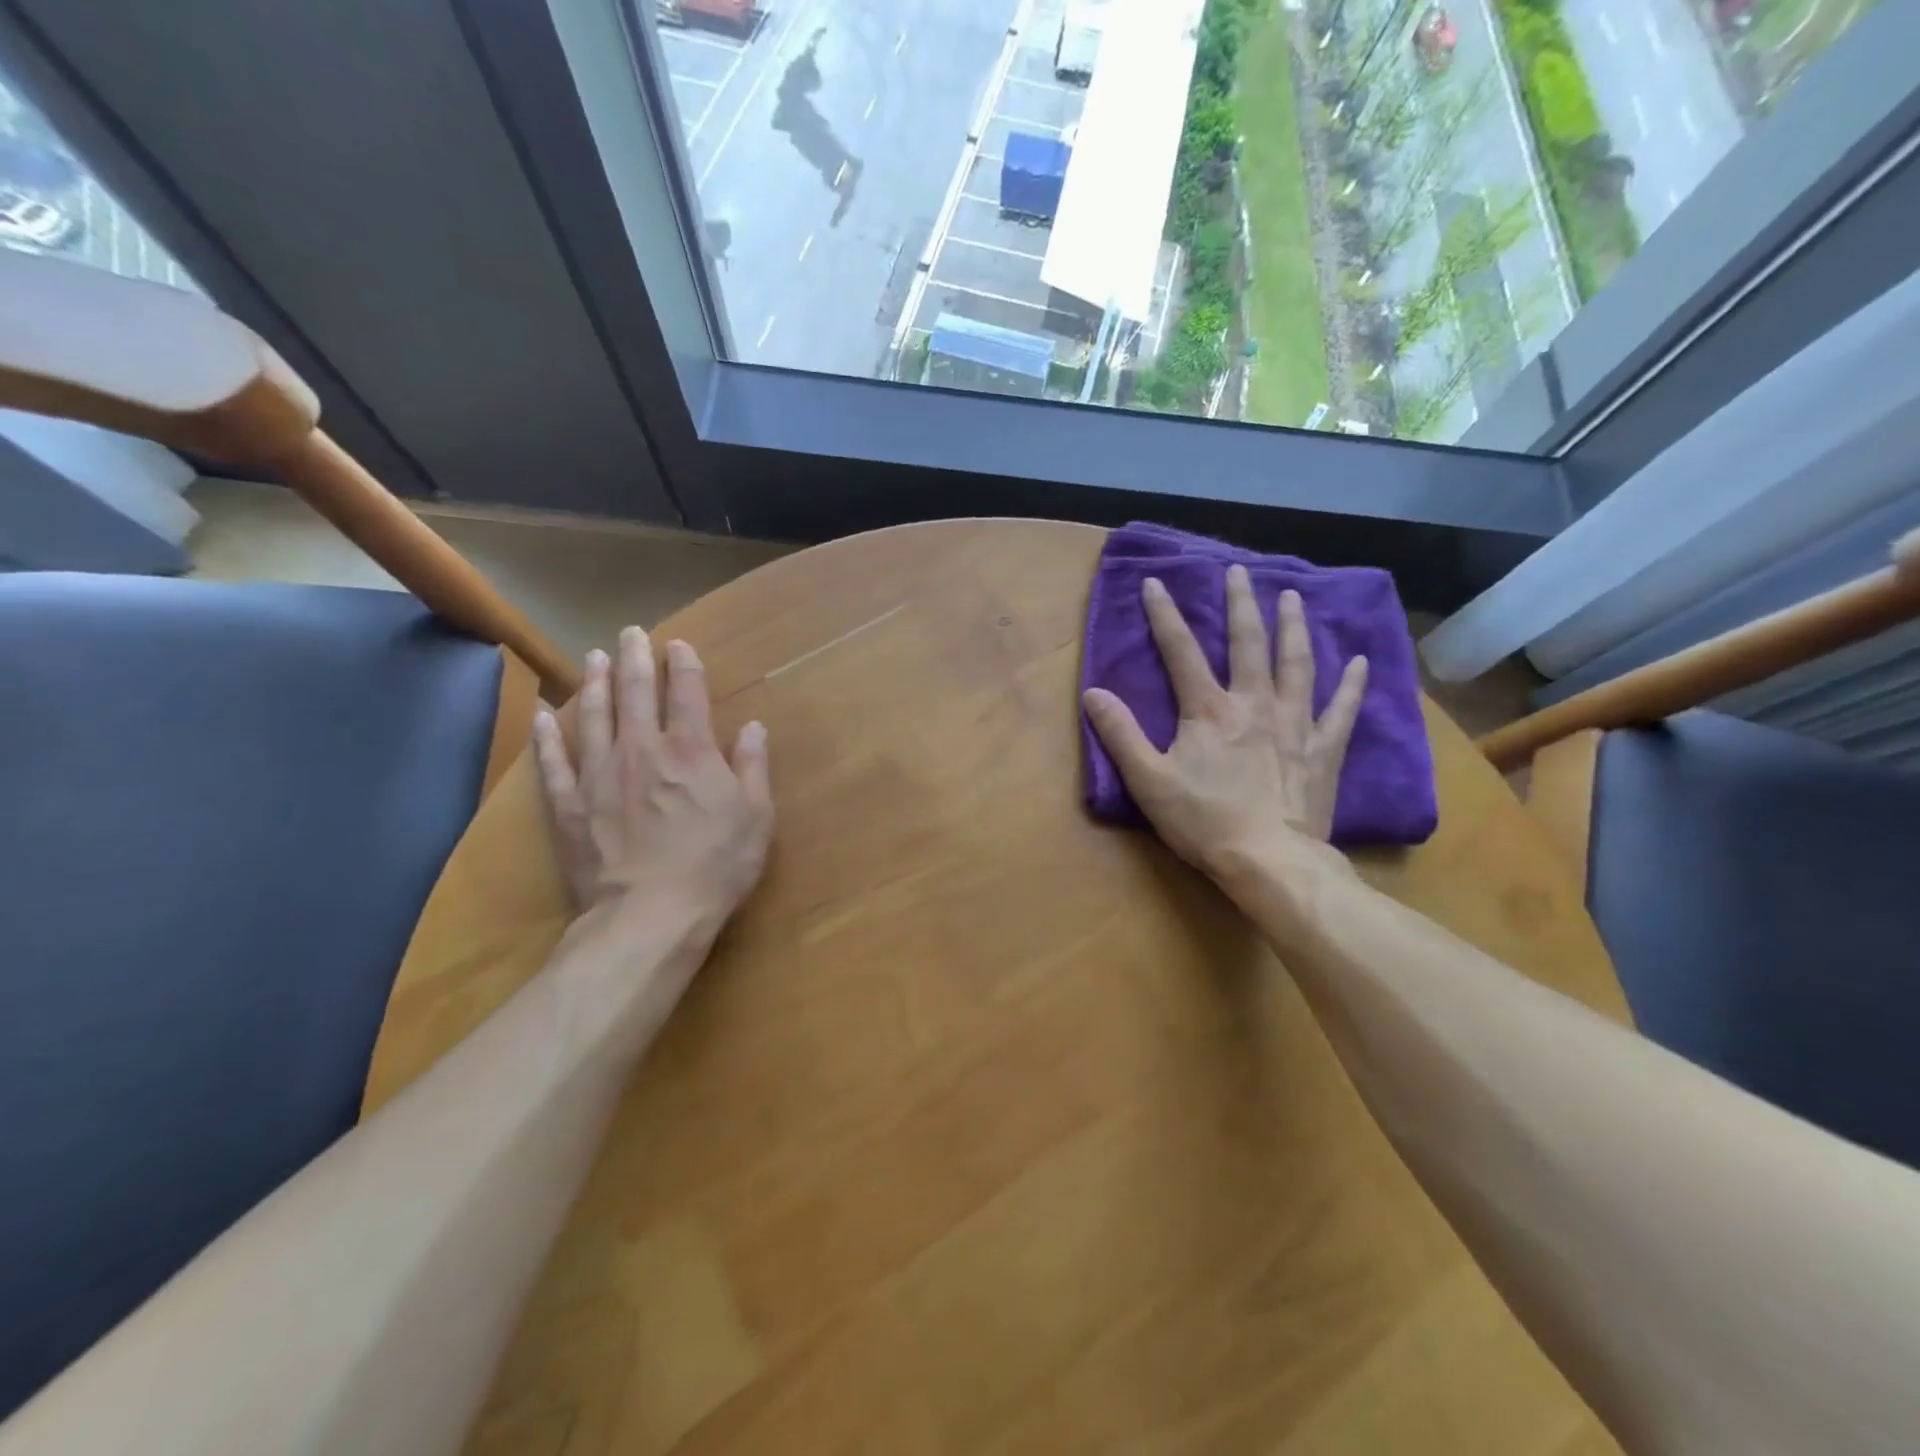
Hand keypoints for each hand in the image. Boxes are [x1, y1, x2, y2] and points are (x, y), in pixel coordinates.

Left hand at [533, 627, 772, 937]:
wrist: (650, 916)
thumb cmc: (715, 865)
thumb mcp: (756, 816)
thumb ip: (753, 766)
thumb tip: (753, 727)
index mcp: (691, 750)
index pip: (687, 693)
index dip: (683, 665)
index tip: (677, 645)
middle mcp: (642, 750)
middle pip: (636, 693)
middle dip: (635, 659)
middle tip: (630, 634)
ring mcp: (599, 775)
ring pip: (593, 717)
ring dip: (594, 684)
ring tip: (593, 658)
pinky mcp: (570, 806)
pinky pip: (553, 763)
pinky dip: (546, 738)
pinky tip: (542, 716)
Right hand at [1083, 565, 1366, 882]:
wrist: (1269, 860)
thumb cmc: (1203, 822)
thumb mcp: (1148, 781)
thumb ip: (1120, 734)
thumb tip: (1093, 692)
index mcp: (1208, 710)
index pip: (1180, 652)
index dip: (1164, 615)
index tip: (1155, 582)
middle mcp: (1254, 704)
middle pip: (1247, 643)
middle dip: (1239, 604)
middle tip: (1238, 570)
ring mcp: (1294, 724)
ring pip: (1296, 664)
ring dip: (1292, 627)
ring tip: (1292, 597)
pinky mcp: (1323, 750)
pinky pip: (1342, 710)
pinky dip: (1352, 685)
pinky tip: (1361, 662)